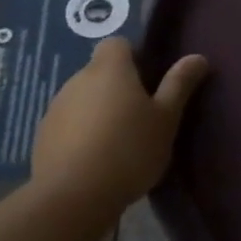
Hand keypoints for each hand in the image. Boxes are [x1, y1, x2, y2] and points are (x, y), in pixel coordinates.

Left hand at [29, 40, 209, 212]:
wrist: (73, 196)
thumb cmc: (129, 150)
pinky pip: (69, 124)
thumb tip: (198, 57)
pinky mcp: (43, 136)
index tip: (150, 82)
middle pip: (100, 72)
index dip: (135, 57)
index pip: (118, 44)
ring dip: (99, 111)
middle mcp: (77, 80)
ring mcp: (55, 108)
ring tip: (119, 143)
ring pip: (84, 99)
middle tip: (142, 117)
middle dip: (119, 87)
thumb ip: (179, 85)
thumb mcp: (166, 119)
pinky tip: (96, 160)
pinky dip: (82, 133)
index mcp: (109, 69)